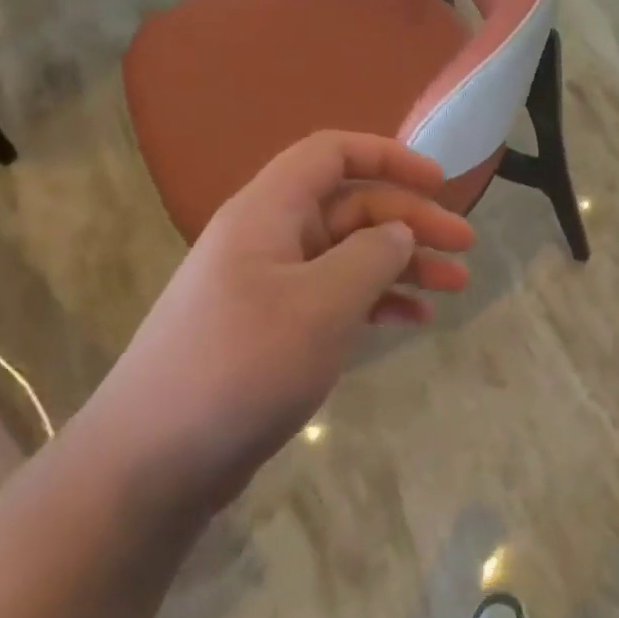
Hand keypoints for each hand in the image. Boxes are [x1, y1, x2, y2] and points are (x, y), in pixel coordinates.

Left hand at [88, 132, 474, 515]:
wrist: (152, 462)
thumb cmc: (241, 367)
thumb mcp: (321, 305)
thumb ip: (371, 257)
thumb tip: (399, 234)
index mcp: (268, 213)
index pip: (331, 155)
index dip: (388, 156)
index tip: (440, 182)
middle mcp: (268, 238)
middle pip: (352, 207)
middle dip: (412, 221)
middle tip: (466, 246)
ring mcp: (269, 285)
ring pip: (350, 254)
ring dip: (404, 264)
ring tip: (455, 286)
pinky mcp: (273, 328)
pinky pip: (336, 296)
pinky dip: (378, 300)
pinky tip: (414, 319)